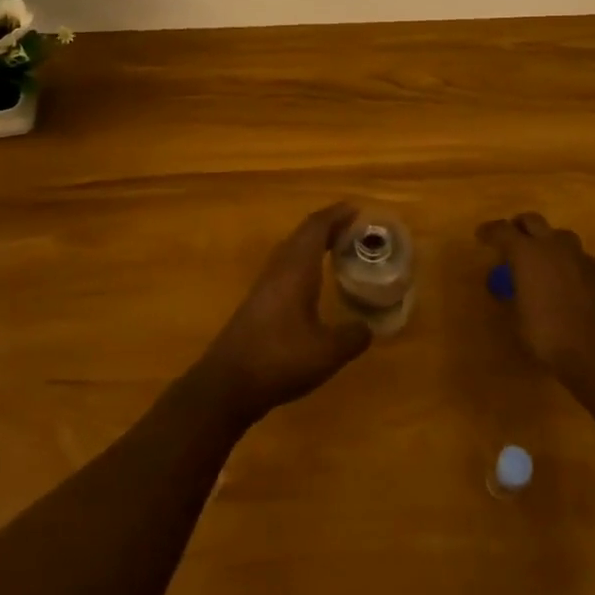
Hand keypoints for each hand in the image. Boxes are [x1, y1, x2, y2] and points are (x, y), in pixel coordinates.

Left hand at [197, 203, 373, 423]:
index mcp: (296, 269)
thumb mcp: (327, 352)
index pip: (316, 227)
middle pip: (302, 234)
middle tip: (353, 229)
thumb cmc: (279, 359)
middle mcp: (278, 269)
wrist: (226, 385)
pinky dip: (303, 263)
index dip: (336, 215)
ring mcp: (264, 286)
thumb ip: (351, 337)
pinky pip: (284, 268)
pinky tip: (311, 283)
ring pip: (291, 250)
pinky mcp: (257, 303)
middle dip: (327, 226)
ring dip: (313, 244)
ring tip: (336, 249)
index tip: (357, 210)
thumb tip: (368, 328)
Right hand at [477, 212, 594, 388]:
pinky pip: (578, 258)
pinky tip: (567, 282)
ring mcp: (581, 257)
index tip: (481, 235)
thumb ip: (514, 295)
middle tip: (511, 239)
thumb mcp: (518, 319)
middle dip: (519, 226)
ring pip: (560, 236)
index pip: (502, 230)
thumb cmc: (550, 337)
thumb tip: (513, 287)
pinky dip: (568, 263)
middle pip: (533, 221)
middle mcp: (554, 246)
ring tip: (542, 260)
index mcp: (528, 253)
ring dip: (547, 242)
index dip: (490, 231)